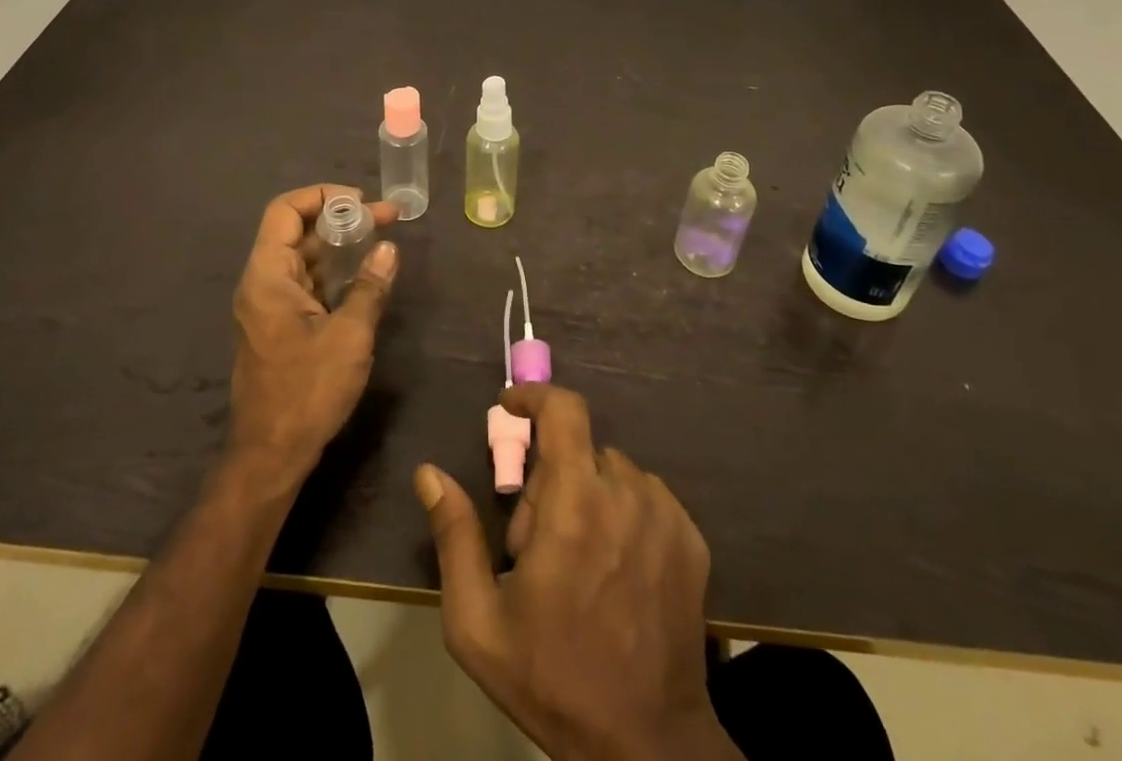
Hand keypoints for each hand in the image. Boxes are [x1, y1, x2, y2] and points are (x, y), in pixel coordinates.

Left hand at [226, 185, 397, 493]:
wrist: (272, 454)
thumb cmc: (307, 391)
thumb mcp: (349, 335)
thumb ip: (369, 287)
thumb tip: (388, 249)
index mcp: (268, 275)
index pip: (285, 211)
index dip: (322, 196)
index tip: (362, 202)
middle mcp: (262, 282)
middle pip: (297, 231)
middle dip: (342, 219)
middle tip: (387, 218)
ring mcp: (269, 305)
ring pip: (304, 258)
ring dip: (340, 245)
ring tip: (382, 239)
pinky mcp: (280, 325)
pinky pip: (306, 283)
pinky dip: (334, 271)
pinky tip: (364, 275)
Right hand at [414, 385, 741, 760]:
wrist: (648, 748)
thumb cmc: (553, 680)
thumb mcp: (479, 622)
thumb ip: (454, 536)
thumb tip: (429, 473)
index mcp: (575, 502)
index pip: (563, 409)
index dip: (534, 396)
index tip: (511, 410)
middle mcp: (625, 492)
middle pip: (578, 450)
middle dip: (550, 480)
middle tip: (536, 543)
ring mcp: (666, 514)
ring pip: (612, 473)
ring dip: (587, 496)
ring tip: (578, 562)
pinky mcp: (692, 538)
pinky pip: (646, 497)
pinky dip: (623, 513)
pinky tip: (615, 569)